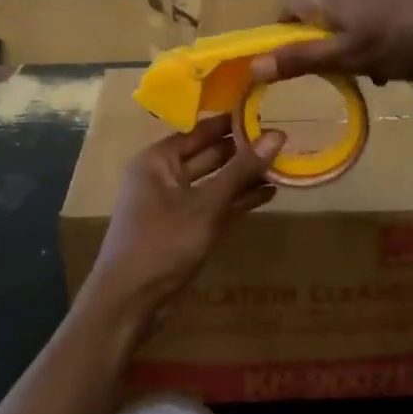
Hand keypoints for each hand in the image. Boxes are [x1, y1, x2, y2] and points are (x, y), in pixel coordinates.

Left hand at [78, 115, 284, 338]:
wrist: (129, 302)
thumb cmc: (161, 243)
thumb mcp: (205, 206)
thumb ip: (241, 171)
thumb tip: (277, 135)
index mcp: (157, 160)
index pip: (200, 131)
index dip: (231, 123)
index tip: (266, 111)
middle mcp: (163, 176)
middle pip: (209, 155)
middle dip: (243, 150)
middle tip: (283, 139)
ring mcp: (174, 204)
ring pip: (214, 182)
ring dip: (244, 177)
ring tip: (283, 165)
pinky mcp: (185, 229)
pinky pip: (215, 206)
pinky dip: (238, 200)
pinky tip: (268, 194)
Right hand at [250, 0, 412, 85]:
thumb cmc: (401, 38)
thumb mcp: (348, 57)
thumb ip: (301, 61)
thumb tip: (253, 67)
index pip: (288, 10)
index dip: (284, 35)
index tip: (293, 60)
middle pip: (322, 9)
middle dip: (326, 40)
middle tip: (342, 70)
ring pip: (353, 7)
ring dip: (356, 35)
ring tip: (379, 66)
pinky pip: (380, 2)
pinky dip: (380, 24)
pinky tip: (404, 45)